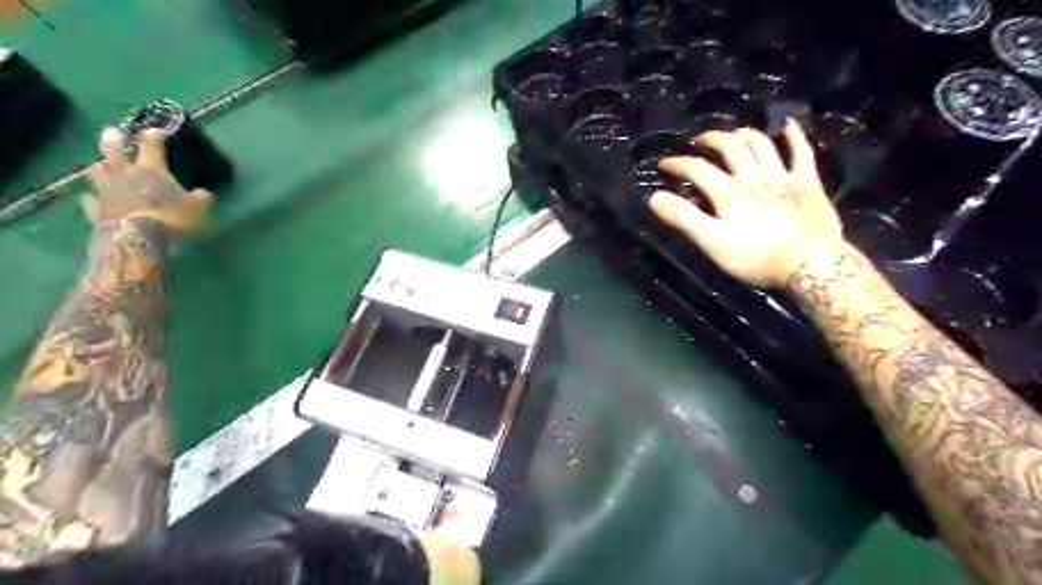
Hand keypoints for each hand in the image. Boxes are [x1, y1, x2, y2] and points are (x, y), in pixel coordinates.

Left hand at [85, 127, 212, 237]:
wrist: (137, 240)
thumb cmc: (172, 219)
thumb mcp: (198, 209)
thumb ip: (200, 199)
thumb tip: (203, 194)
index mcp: (151, 170)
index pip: (151, 147)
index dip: (153, 137)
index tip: (154, 130)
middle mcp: (124, 174)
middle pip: (114, 151)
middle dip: (114, 140)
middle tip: (112, 132)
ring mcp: (106, 191)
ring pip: (97, 171)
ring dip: (101, 166)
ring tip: (101, 164)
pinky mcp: (96, 209)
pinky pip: (91, 200)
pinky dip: (93, 197)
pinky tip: (92, 197)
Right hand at [650, 119, 844, 288]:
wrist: (810, 263)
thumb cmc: (755, 257)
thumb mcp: (712, 242)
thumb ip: (683, 218)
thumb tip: (654, 197)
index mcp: (728, 192)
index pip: (697, 169)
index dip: (678, 164)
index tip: (663, 164)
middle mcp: (753, 176)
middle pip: (730, 147)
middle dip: (712, 140)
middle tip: (700, 140)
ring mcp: (783, 176)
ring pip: (761, 144)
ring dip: (744, 134)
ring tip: (734, 133)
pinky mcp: (807, 182)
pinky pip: (801, 152)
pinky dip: (794, 136)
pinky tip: (788, 125)